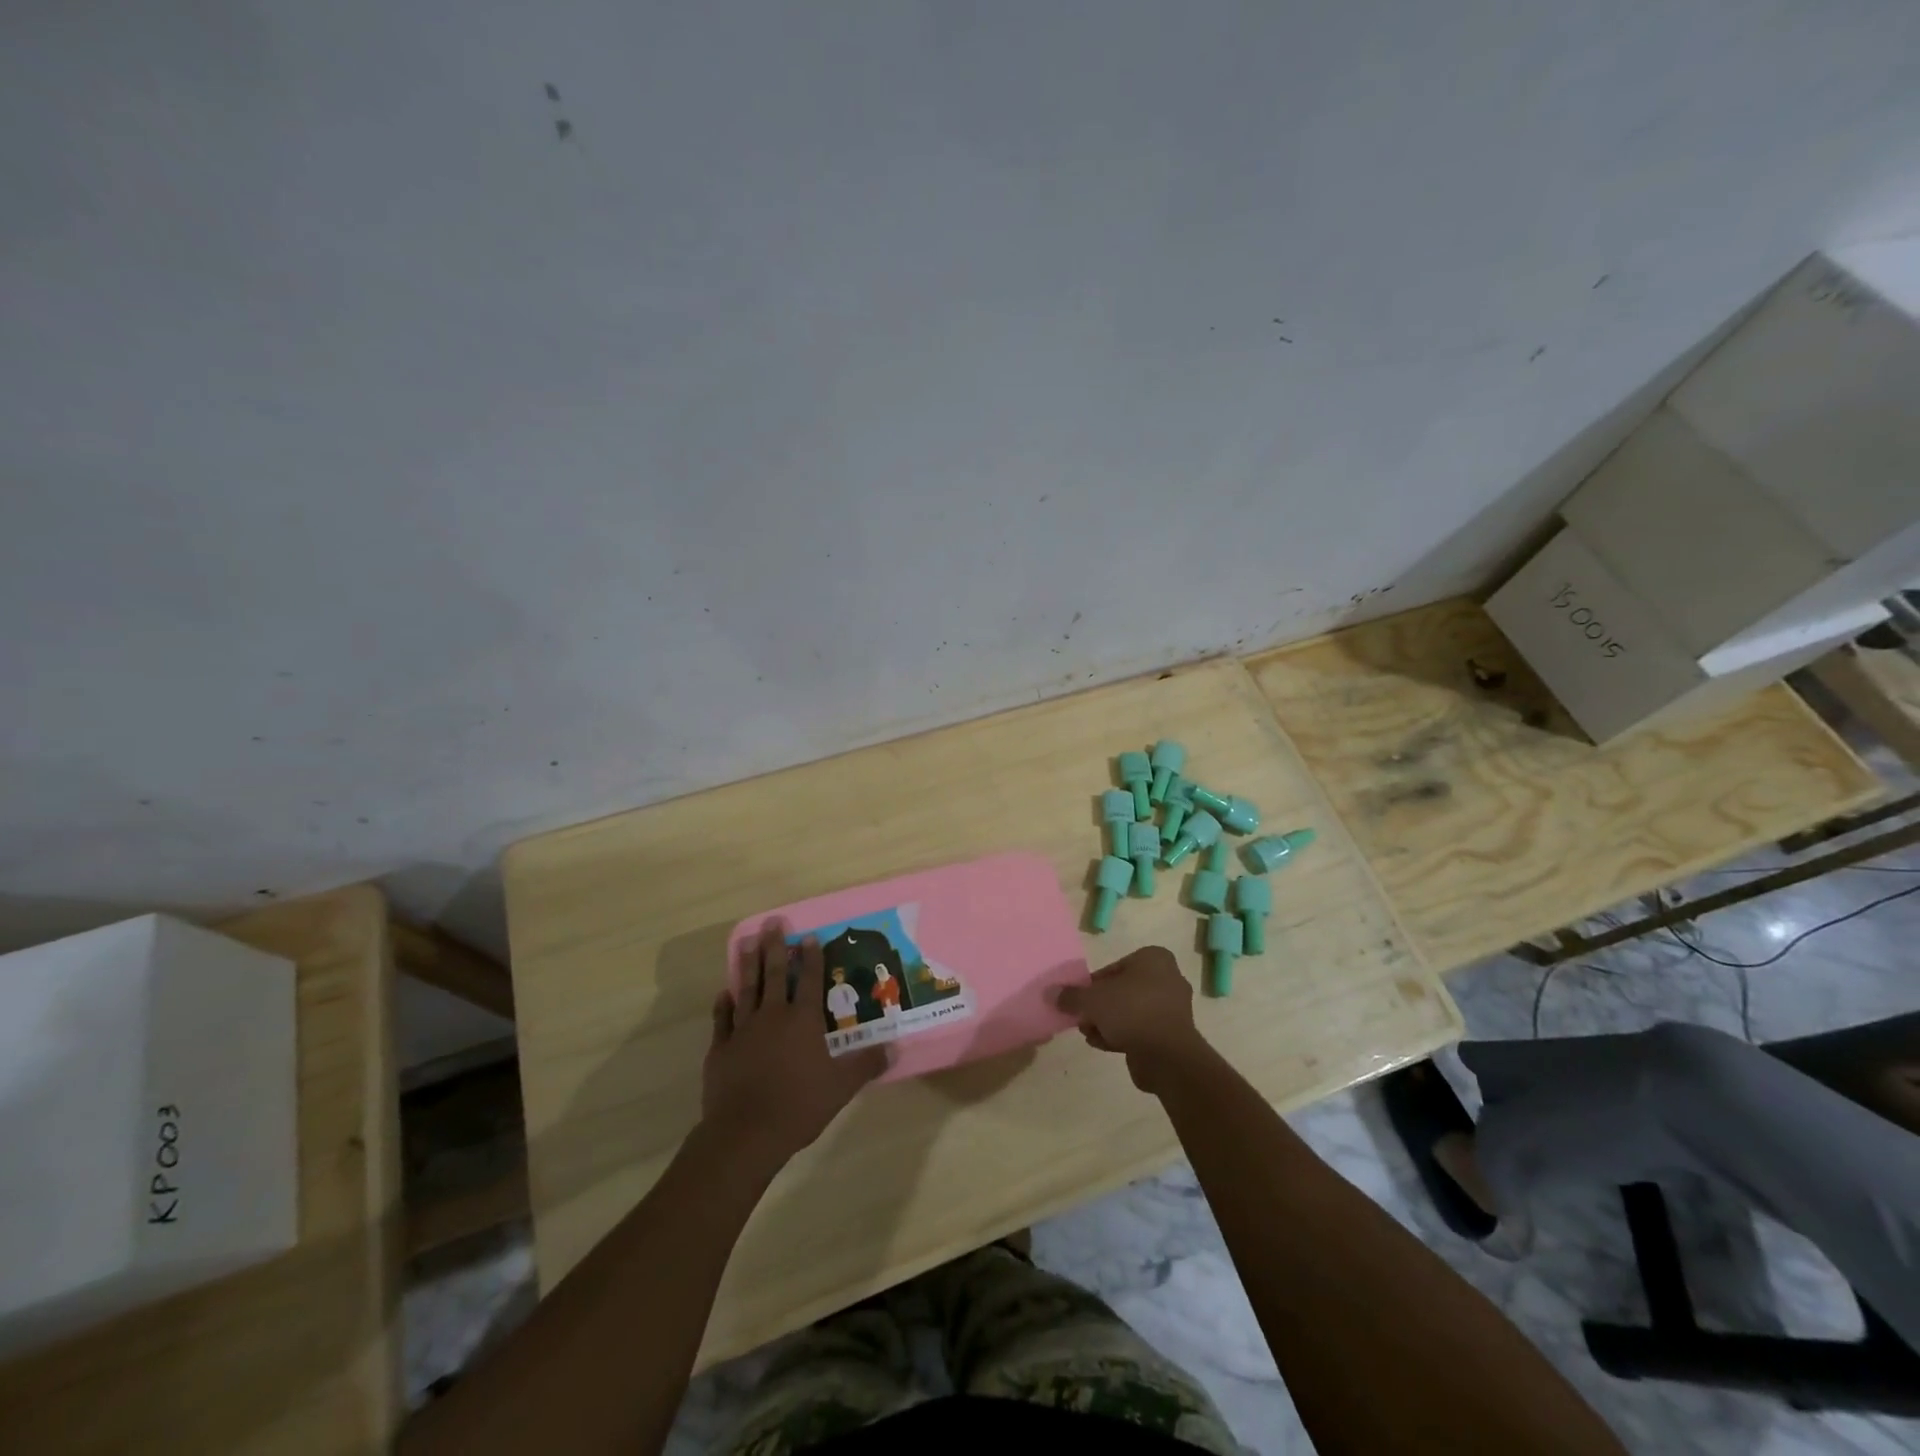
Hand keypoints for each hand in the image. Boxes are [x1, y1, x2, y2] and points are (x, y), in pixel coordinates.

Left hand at [702, 921, 886, 1170]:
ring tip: (746, 942)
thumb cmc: (799, 1105)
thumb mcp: (841, 1087)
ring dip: (748, 965)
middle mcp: (773, 1016)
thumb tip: (894, 1048)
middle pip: (775, 974)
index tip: (808, 935)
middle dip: (774, 947)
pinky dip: (723, 1004)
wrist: (746, 1133)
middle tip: (772, 922)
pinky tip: (724, 992)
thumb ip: (866, 1064)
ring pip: (747, 989)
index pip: (810, 980)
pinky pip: (722, 1019)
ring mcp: (744, 1030)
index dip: (811, 957)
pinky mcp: (721, 1049)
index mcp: (803, 1021)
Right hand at [1055, 945, 1211, 1093]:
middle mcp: (1167, 978)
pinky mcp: (1172, 1034)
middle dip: (1100, 1006)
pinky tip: (1102, 1044)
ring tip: (1089, 1033)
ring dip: (1107, 1022)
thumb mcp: (1093, 999)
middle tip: (1082, 1017)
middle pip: (1122, 990)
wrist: (1167, 1056)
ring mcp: (1172, 1008)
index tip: (1079, 999)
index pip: (1114, 967)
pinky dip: (1122, 1035)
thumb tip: (1050, 993)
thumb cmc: (1131, 1012)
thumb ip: (1071, 995)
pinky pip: (1141, 1029)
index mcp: (1154, 959)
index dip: (1093, 984)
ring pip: (1130, 1011)